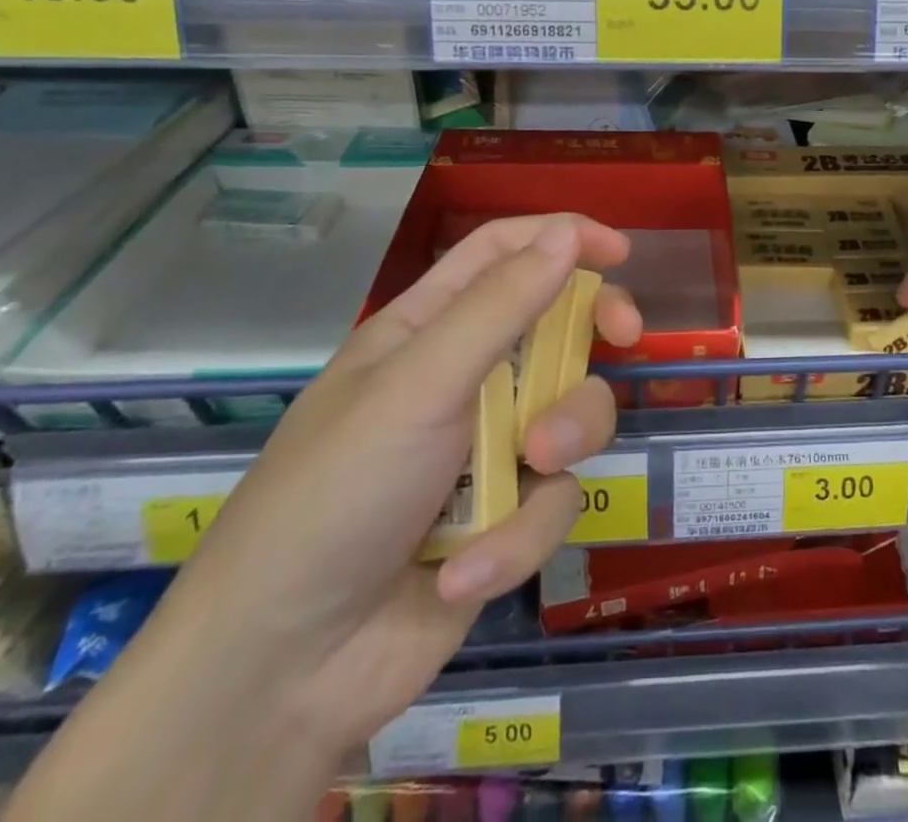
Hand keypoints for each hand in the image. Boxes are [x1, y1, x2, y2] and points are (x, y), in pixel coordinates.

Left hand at [13, 214, 638, 821]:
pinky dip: (515, 537)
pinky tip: (461, 575)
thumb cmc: (338, 494)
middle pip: (557, 324)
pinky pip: (552, 501)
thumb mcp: (418, 386)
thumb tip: (568, 233)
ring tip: (528, 473)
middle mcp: (466, 379)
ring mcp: (490, 448)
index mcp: (428, 330)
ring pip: (572, 412)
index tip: (618, 251)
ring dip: (560, 441)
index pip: (503, 253)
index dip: (561, 237)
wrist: (283, 674)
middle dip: (594, 329)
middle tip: (625, 336)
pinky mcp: (507, 517)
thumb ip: (499, 306)